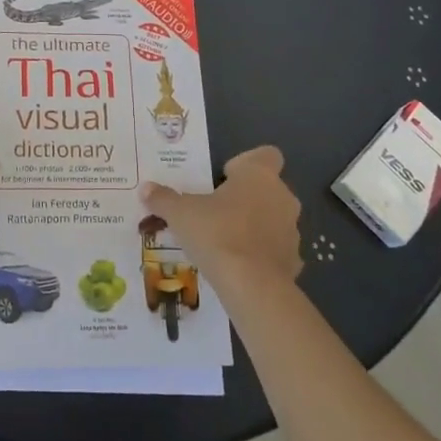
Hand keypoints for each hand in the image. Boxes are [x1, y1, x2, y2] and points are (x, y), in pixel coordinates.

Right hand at [140, 146, 301, 296]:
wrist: (251, 286)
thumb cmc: (216, 234)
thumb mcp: (180, 214)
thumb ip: (163, 198)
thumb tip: (145, 188)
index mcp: (258, 175)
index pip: (267, 154)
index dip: (247, 163)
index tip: (225, 178)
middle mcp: (282, 196)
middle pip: (268, 188)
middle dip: (247, 197)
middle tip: (218, 211)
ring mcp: (292, 229)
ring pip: (274, 218)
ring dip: (256, 225)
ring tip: (226, 241)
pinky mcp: (295, 260)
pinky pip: (277, 249)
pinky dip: (263, 254)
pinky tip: (241, 266)